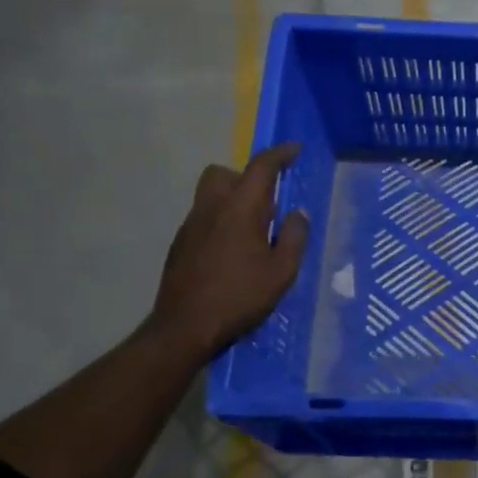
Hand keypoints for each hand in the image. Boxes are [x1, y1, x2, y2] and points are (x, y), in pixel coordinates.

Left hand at [145, 143, 310, 362]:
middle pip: (224, 173)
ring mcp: (191, 225)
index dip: (280, 154)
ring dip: (232, 199)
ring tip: (253, 229)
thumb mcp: (281, 272)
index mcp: (240, 209)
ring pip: (210, 194)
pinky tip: (232, 252)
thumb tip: (297, 214)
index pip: (260, 167)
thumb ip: (293, 238)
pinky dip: (220, 220)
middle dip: (246, 176)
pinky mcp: (180, 244)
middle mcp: (211, 208)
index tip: (295, 150)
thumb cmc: (239, 297)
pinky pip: (203, 217)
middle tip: (267, 200)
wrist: (185, 327)